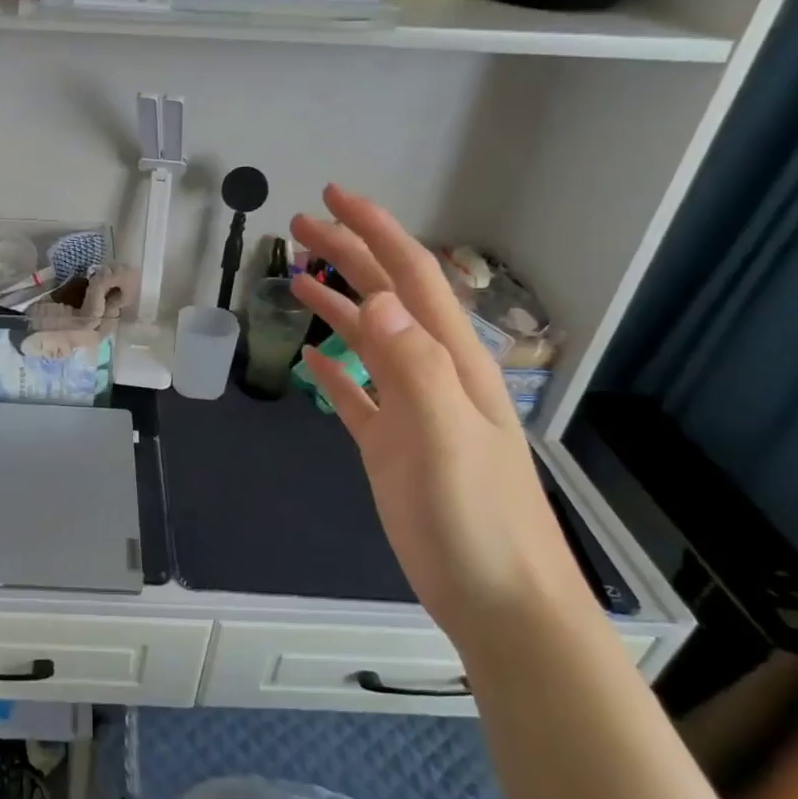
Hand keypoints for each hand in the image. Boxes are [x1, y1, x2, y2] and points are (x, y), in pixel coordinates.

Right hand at [290, 187, 596, 651]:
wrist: (500, 601)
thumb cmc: (476, 519)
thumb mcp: (447, 436)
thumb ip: (413, 365)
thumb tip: (376, 297)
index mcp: (451, 361)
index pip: (412, 277)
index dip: (376, 231)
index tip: (334, 197)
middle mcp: (431, 373)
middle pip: (386, 297)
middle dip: (348, 254)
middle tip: (301, 225)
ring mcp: (410, 410)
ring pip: (368, 339)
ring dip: (337, 302)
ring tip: (297, 277)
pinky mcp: (391, 445)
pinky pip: (356, 394)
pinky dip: (334, 369)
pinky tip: (312, 358)